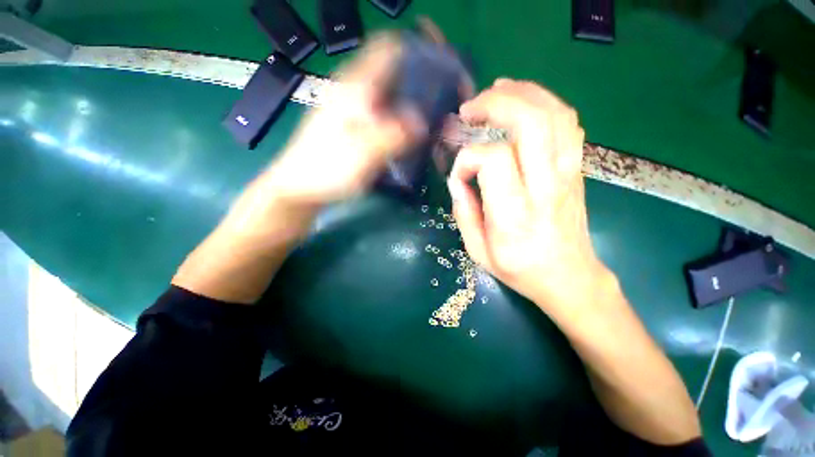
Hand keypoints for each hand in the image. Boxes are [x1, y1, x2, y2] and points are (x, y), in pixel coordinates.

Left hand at [266, 34, 425, 206]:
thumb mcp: (362, 155)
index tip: (441, 75)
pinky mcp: (355, 125)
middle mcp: (356, 92)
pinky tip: (408, 138)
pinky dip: (400, 120)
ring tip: (430, 126)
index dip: (418, 54)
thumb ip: (392, 135)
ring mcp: (354, 109)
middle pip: (395, 73)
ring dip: (413, 106)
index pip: (390, 48)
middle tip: (441, 109)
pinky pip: (384, 114)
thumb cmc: (326, 170)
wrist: (299, 186)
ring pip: (391, 95)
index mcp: (357, 88)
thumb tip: (422, 122)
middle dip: (422, 85)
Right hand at [449, 79, 610, 315]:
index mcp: (515, 213)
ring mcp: (567, 174)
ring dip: (523, 93)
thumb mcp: (478, 251)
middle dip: (496, 104)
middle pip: (531, 122)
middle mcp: (545, 187)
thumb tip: (457, 179)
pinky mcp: (576, 170)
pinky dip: (545, 103)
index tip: (460, 174)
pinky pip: (568, 124)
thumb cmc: (520, 269)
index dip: (469, 158)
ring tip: (495, 92)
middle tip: (470, 109)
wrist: (569, 277)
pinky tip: (524, 103)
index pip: (494, 160)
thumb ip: (463, 212)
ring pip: (555, 114)